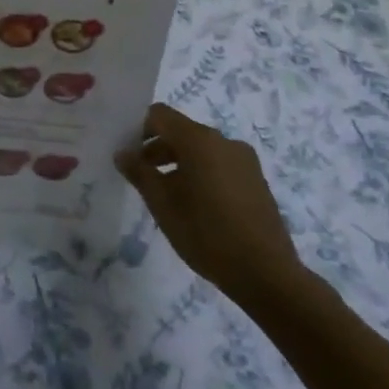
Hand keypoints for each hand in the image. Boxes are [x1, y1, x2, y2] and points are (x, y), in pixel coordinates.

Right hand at [116, 103, 308, 312]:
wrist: (266, 273)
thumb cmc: (206, 233)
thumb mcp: (162, 204)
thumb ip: (139, 172)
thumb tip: (122, 153)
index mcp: (199, 140)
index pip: (160, 115)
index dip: (138, 128)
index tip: (127, 153)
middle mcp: (224, 141)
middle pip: (181, 132)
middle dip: (157, 149)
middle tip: (140, 177)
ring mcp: (244, 160)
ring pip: (201, 150)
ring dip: (179, 163)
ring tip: (166, 195)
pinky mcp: (256, 180)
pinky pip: (220, 165)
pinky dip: (201, 173)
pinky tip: (196, 206)